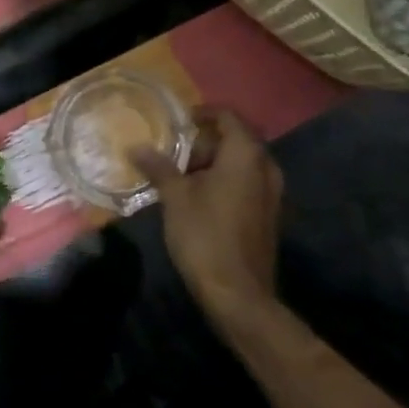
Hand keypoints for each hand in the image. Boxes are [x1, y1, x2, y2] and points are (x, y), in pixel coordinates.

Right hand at [133, 107, 282, 325]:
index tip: (178, 122)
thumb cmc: (205, 234)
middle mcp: (265, 167)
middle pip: (236, 139)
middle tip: (175, 152)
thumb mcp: (175, 197)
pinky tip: (199, 198)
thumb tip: (137, 147)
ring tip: (182, 175)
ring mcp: (271, 193)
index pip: (228, 116)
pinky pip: (247, 183)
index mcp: (246, 154)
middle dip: (205, 141)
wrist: (238, 294)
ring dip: (214, 163)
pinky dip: (225, 181)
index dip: (203, 113)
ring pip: (242, 163)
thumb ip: (158, 167)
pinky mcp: (268, 215)